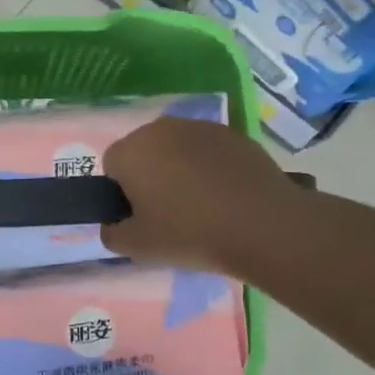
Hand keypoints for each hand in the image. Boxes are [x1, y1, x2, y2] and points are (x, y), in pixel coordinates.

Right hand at [102, 117, 298, 274]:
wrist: (262, 224)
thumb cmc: (190, 234)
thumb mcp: (138, 248)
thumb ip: (112, 234)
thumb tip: (113, 224)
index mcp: (131, 151)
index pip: (112, 166)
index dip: (122, 193)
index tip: (142, 217)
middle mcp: (160, 128)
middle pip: (144, 151)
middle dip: (150, 175)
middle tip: (168, 212)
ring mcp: (199, 127)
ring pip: (176, 147)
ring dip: (180, 168)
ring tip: (201, 204)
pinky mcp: (232, 133)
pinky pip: (208, 149)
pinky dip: (210, 166)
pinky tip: (226, 195)